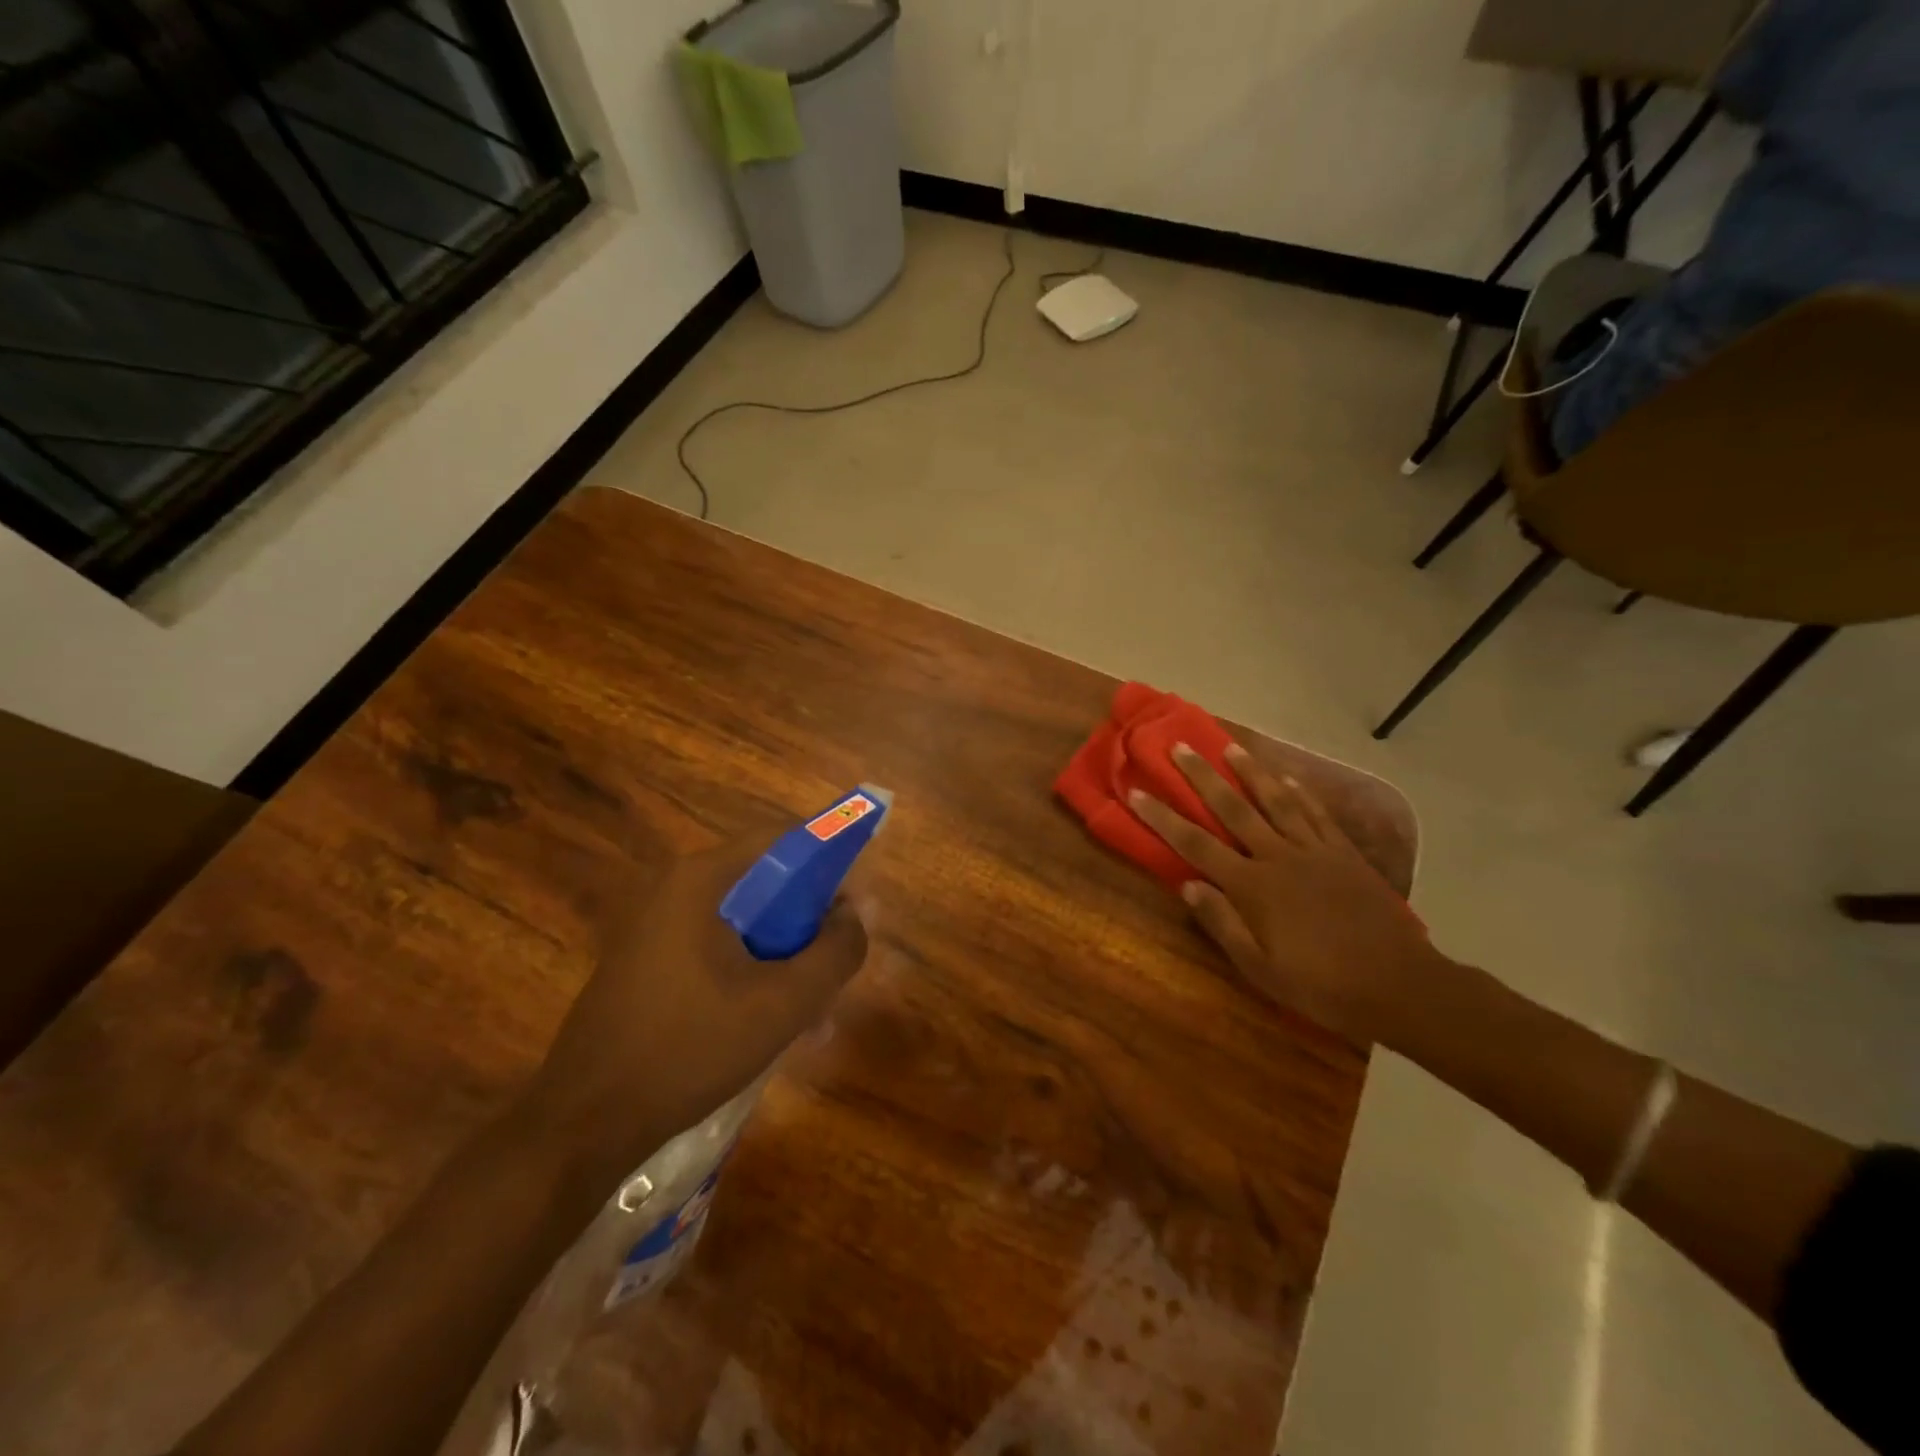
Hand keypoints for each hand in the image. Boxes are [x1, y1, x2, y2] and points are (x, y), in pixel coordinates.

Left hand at [517, 836, 876, 1185]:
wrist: (584, 1122)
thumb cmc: (689, 1050)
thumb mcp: (783, 1004)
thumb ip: (835, 952)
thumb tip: (855, 915)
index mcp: (703, 880)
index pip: (784, 840)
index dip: (830, 864)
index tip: (855, 911)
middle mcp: (677, 888)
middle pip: (766, 882)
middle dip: (810, 922)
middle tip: (836, 967)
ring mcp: (657, 925)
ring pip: (745, 921)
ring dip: (786, 954)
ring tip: (811, 1010)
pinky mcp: (649, 960)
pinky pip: (718, 947)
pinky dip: (753, 970)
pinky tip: (770, 1022)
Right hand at [1129, 741, 1442, 1045]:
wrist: (1398, 984)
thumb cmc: (1320, 984)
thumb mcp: (1260, 969)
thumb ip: (1222, 924)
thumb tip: (1187, 885)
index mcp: (1252, 886)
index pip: (1196, 844)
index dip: (1163, 818)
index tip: (1137, 792)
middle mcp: (1278, 857)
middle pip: (1232, 808)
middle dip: (1202, 776)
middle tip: (1181, 746)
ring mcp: (1314, 850)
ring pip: (1276, 800)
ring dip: (1250, 771)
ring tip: (1230, 746)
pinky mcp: (1344, 853)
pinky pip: (1317, 813)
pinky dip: (1299, 792)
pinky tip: (1287, 777)